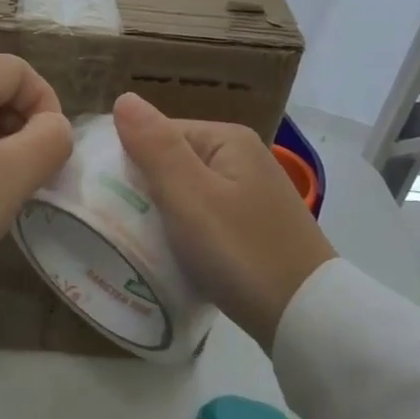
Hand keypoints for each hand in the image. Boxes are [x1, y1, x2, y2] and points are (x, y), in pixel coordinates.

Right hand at [112, 92, 335, 350]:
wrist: (308, 320)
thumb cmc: (241, 251)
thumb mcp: (189, 196)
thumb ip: (155, 146)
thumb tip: (123, 98)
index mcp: (228, 139)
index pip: (159, 134)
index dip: (131, 162)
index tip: (112, 200)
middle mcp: (243, 157)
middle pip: (173, 162)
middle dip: (147, 191)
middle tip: (124, 225)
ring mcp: (252, 194)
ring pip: (187, 193)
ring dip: (164, 215)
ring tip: (144, 243)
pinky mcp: (255, 227)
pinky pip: (205, 218)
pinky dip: (187, 233)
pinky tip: (176, 256)